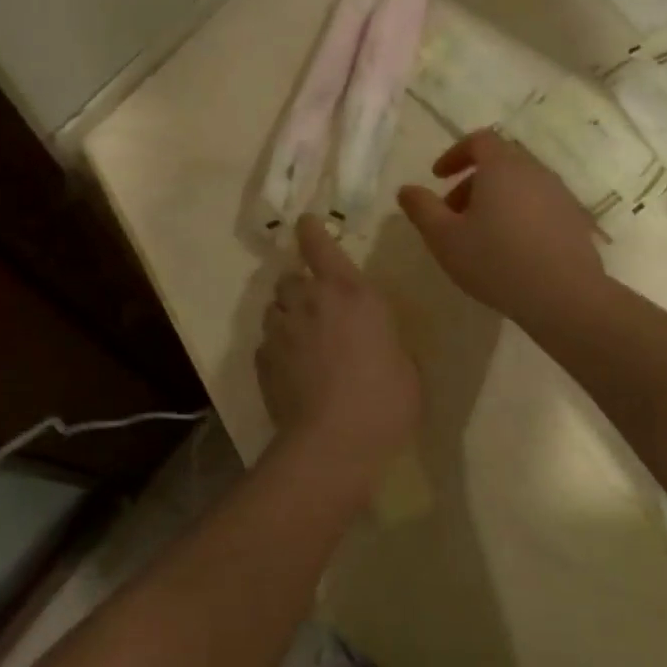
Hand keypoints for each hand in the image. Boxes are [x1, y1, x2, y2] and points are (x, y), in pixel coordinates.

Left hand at [256, 215, 422, 466]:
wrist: (334, 443)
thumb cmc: (385, 399)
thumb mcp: (403, 362)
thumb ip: (383, 338)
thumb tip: (374, 340)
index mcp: (350, 292)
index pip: (319, 244)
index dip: (310, 230)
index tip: (306, 223)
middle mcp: (310, 301)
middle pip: (290, 277)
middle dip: (300, 286)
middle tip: (315, 306)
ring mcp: (281, 331)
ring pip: (274, 308)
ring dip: (286, 315)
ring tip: (301, 339)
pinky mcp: (262, 361)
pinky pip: (266, 343)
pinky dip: (277, 348)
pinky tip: (291, 370)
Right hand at [397, 129, 605, 321]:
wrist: (565, 295)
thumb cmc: (496, 261)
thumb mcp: (445, 238)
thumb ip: (422, 209)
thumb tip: (406, 189)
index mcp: (503, 167)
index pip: (479, 140)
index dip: (455, 154)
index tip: (438, 177)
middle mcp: (535, 171)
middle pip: (500, 162)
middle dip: (471, 181)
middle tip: (452, 212)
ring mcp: (560, 195)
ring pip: (520, 185)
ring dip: (495, 199)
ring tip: (479, 235)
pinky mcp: (575, 220)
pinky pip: (539, 205)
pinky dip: (519, 214)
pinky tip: (511, 250)